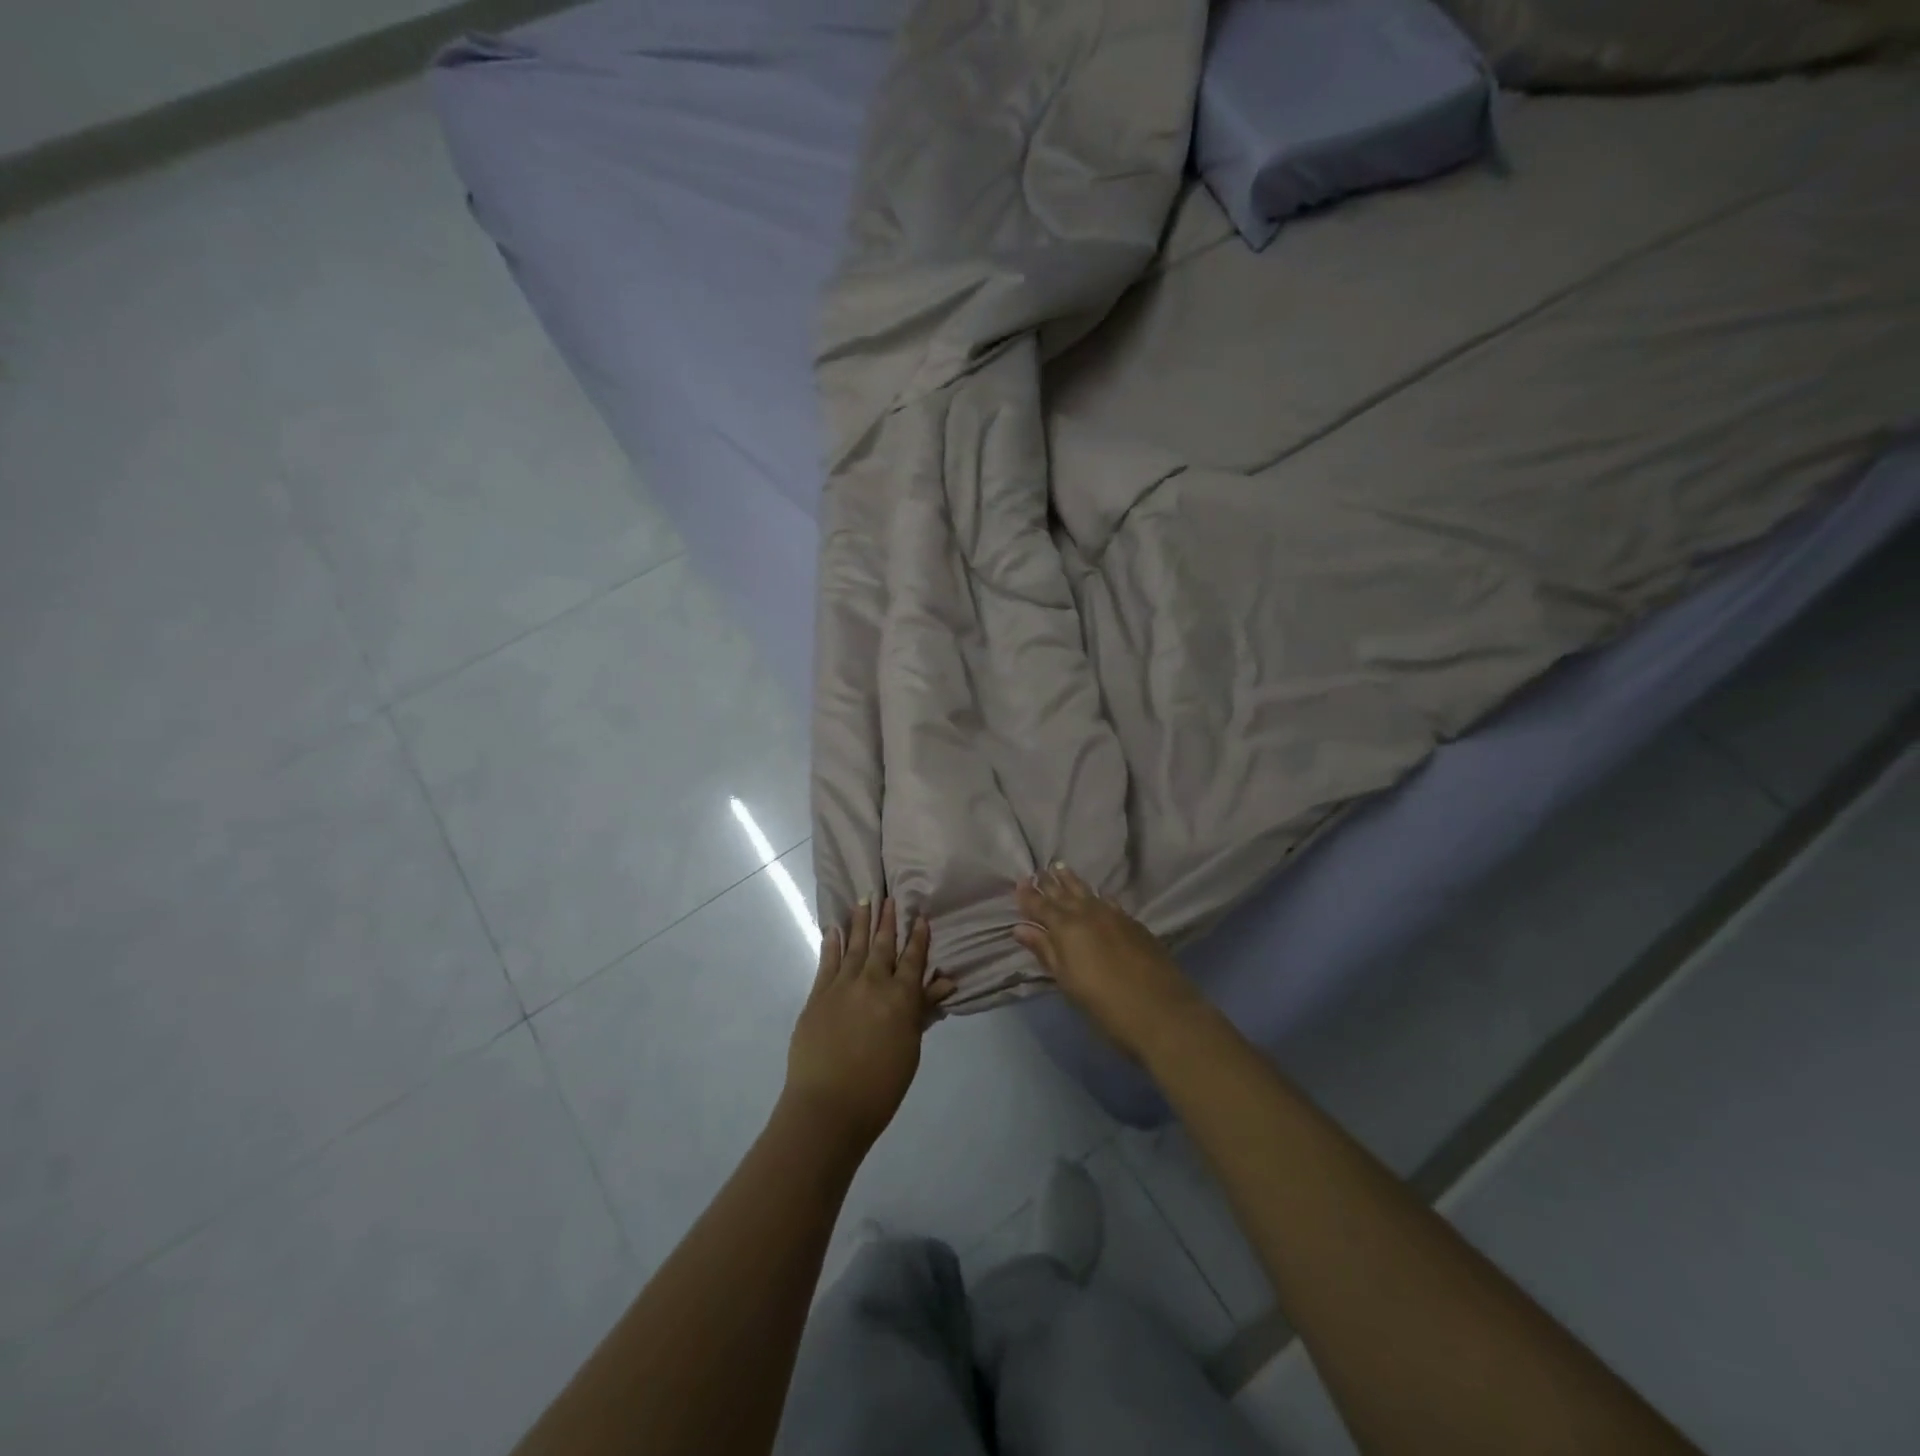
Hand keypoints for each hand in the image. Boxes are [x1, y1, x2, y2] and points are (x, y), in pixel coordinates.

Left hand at [784, 898, 955, 1150]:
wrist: (829, 1106)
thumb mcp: (910, 1048)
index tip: (920, 915)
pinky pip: (827, 961)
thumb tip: (944, 982)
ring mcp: (842, 986)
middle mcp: (873, 982)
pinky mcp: (818, 995)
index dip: (918, 937)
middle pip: (883, 945)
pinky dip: (832, 943)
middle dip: (888, 920)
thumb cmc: (880, 1085)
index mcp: (901, 997)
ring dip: (860, 922)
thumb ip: (923, 1010)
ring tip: (865, 899)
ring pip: (854, 945)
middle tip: (889, 896)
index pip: (913, 959)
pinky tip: (834, 928)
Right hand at [1013, 864, 1204, 1062]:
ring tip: (1061, 868)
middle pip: (1065, 894)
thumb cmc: (1105, 1004)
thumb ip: (1045, 951)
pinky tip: (1098, 894)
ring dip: (1072, 881)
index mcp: (1067, 929)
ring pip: (1088, 892)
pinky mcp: (1134, 924)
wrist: (1162, 1011)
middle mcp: (1089, 914)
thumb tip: (1020, 929)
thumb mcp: (1067, 982)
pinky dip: (1098, 895)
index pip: (1042, 907)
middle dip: (1049, 883)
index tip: (1019, 883)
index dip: (1029, 896)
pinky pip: (1109, 901)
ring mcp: (1115, 916)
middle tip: (1038, 870)